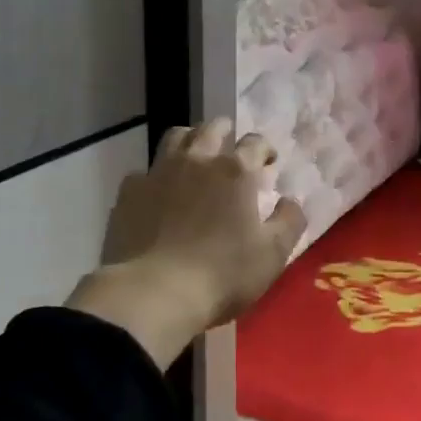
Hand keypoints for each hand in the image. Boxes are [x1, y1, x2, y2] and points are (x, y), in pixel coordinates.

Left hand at [72, 118, 306, 365]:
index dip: (264, 149)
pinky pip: (143, 172)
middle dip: (226, 131)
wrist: (154, 293)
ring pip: (175, 137)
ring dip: (190, 140)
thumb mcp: (273, 254)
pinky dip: (155, 177)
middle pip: (212, 128)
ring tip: (194, 157)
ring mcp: (159, 173)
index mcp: (235, 171)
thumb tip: (291, 201)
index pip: (254, 142)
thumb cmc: (222, 273)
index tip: (268, 162)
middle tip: (231, 148)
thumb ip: (289, 221)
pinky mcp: (129, 192)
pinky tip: (157, 194)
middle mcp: (197, 160)